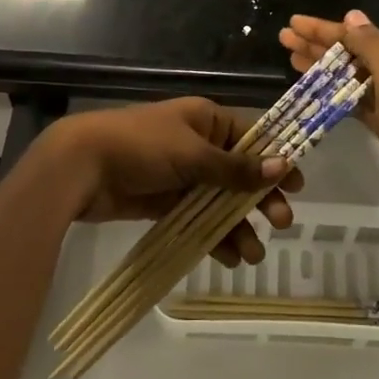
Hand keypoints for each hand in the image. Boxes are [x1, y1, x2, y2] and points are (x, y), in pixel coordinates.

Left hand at [40, 99, 299, 266]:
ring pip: (220, 201)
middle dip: (259, 200)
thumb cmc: (141, 146)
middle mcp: (198, 144)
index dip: (275, 161)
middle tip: (281, 224)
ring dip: (237, 226)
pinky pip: (198, 217)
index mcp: (207, 120)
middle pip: (239, 173)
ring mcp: (181, 174)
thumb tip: (283, 166)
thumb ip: (235, 168)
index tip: (297, 186)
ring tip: (252, 256)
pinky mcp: (165, 201)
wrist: (82, 166)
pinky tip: (228, 258)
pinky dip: (213, 236)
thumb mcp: (192, 154)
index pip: (252, 139)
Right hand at [280, 11, 378, 242]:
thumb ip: (373, 46)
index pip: (353, 35)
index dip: (321, 28)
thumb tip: (352, 15)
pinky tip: (315, 95)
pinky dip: (332, 94)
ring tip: (291, 61)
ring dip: (321, 67)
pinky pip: (351, 102)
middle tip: (283, 39)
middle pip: (348, 53)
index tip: (291, 23)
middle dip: (316, 44)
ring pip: (348, 77)